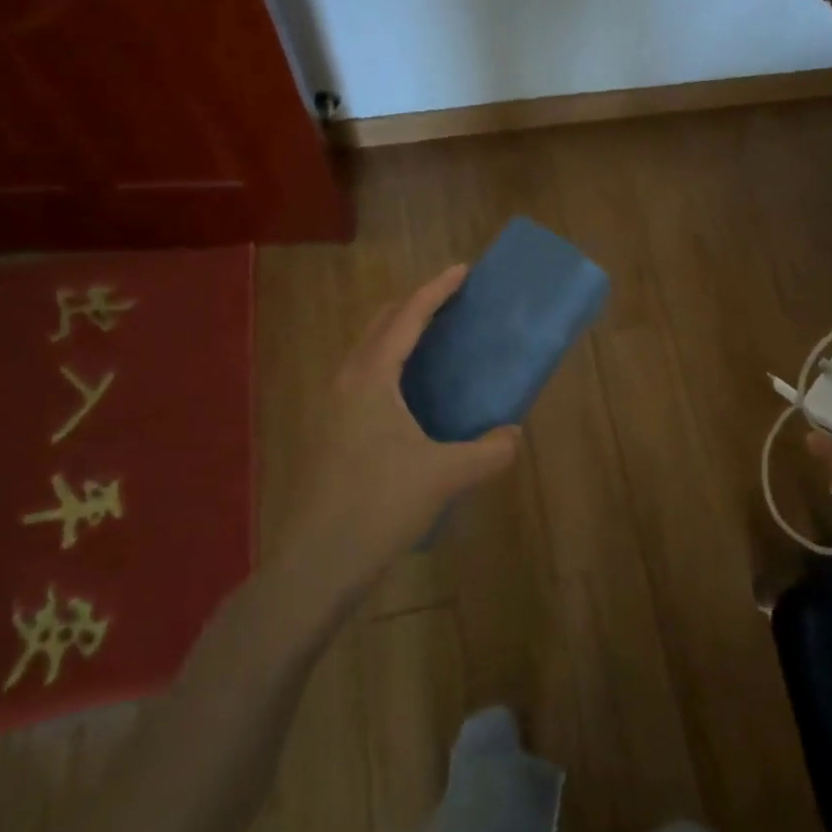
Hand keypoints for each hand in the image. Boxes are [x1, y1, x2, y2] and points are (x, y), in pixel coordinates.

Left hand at [288, 266, 521, 588]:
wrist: (318, 560)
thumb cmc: (380, 505)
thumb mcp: (445, 476)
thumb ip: (488, 452)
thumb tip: (513, 434)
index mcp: (372, 377)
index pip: (407, 317)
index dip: (436, 290)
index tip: (463, 270)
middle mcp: (348, 380)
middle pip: (381, 323)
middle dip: (415, 304)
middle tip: (451, 301)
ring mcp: (334, 405)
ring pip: (368, 349)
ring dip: (399, 332)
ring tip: (435, 338)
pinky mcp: (332, 429)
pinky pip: (365, 375)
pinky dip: (391, 362)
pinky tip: (412, 391)